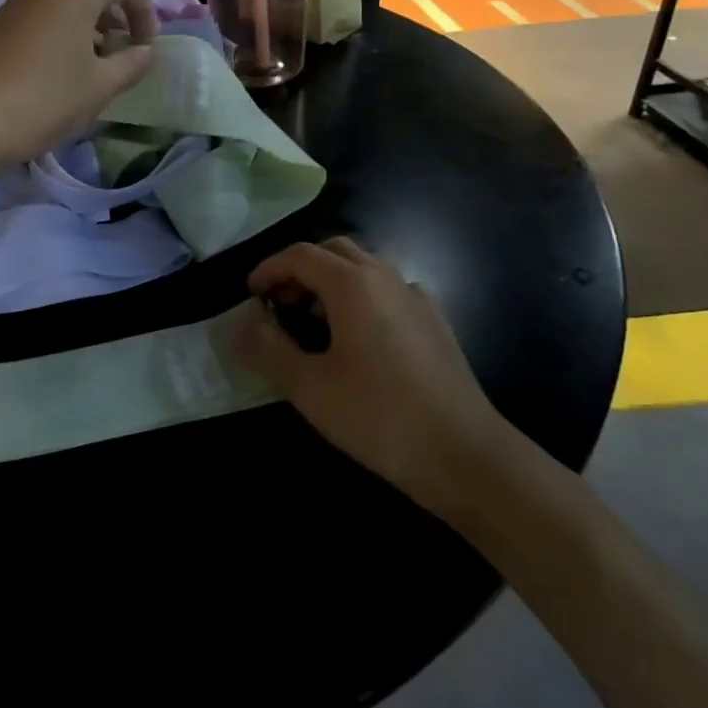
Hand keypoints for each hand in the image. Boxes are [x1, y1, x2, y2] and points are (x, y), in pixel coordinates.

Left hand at [0, 0, 158, 170]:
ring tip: (96, 69)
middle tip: (125, 57)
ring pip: (68, 2)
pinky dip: (64, 34)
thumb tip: (146, 51)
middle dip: (119, 18)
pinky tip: (62, 72)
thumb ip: (133, 62)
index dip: (147, 11)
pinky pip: (44, 16)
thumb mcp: (101, 85)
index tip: (145, 48)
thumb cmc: (45, 99)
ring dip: (91, 28)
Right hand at [231, 238, 512, 519]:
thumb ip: (268, 349)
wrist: (465, 456)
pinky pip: (389, 290)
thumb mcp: (309, 387)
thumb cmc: (379, 416)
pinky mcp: (435, 321)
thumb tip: (242, 325)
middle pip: (334, 251)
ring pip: (365, 267)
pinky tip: (360, 336)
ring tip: (314, 321)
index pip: (300, 255)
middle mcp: (385, 277)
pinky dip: (363, 296)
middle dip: (300, 269)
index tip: (251, 296)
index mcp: (353, 284)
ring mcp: (416, 297)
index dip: (269, 269)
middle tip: (280, 304)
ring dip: (332, 281)